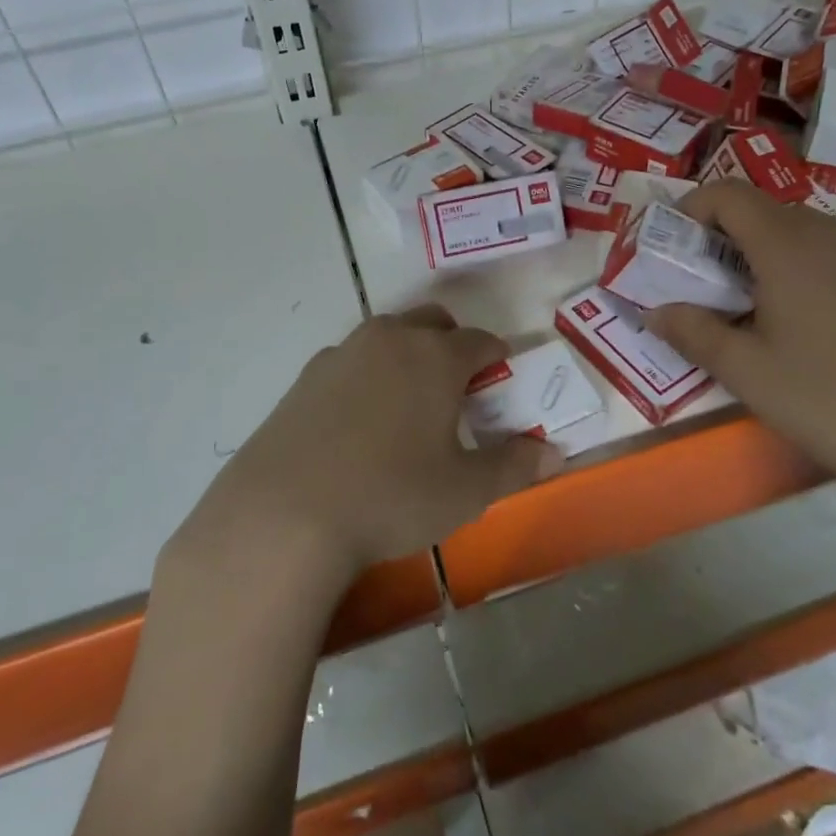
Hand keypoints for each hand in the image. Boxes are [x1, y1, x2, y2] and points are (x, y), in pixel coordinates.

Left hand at [193, 306, 560, 579]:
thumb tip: (553, 453)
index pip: (481, 341)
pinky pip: (351, 361)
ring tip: (408, 403)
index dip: (498, 357)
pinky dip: (368, 375)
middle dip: (453, 343)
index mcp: (436, 356)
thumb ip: (514, 466)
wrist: (283, 514)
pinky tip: (359, 421)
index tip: (502, 377)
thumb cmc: (391, 497)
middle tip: (458, 386)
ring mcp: (342, 353)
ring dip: (408, 354)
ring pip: (388, 336)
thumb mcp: (465, 491)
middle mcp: (391, 339)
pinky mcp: (306, 377)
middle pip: (433, 322)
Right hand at [644, 182, 835, 508]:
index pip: (728, 194)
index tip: (674, 247)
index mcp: (788, 244)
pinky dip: (800, 267)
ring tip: (751, 308)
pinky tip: (803, 321)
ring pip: (799, 232)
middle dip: (722, 238)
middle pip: (762, 211)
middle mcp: (831, 232)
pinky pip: (832, 252)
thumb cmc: (826, 399)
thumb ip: (691, 331)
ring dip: (762, 254)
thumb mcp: (744, 370)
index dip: (692, 209)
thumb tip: (654, 311)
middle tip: (704, 288)